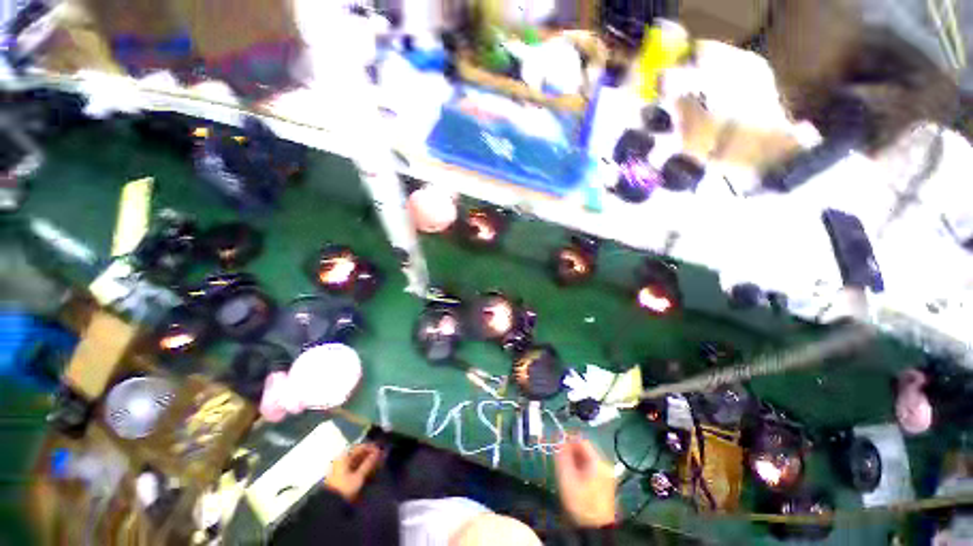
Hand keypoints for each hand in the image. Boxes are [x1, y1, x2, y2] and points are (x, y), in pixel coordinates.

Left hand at [324, 443, 381, 501]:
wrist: (330, 505)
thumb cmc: (344, 487)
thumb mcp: (358, 476)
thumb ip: (368, 463)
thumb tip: (378, 453)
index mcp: (344, 457)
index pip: (360, 447)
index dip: (371, 448)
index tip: (380, 450)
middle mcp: (341, 460)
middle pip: (358, 454)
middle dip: (370, 455)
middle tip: (381, 457)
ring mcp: (340, 469)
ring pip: (356, 461)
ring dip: (367, 462)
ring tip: (377, 465)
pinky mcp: (341, 477)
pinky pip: (353, 468)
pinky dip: (362, 468)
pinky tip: (369, 472)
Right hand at [554, 437, 616, 527]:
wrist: (595, 530)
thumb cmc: (580, 502)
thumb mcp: (566, 477)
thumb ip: (562, 456)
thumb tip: (558, 440)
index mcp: (598, 462)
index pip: (582, 441)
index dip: (568, 440)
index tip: (557, 444)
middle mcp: (605, 466)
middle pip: (586, 450)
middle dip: (571, 452)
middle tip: (559, 458)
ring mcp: (607, 476)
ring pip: (588, 460)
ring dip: (575, 460)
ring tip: (565, 468)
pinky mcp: (605, 486)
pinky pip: (591, 470)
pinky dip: (581, 469)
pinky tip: (574, 478)